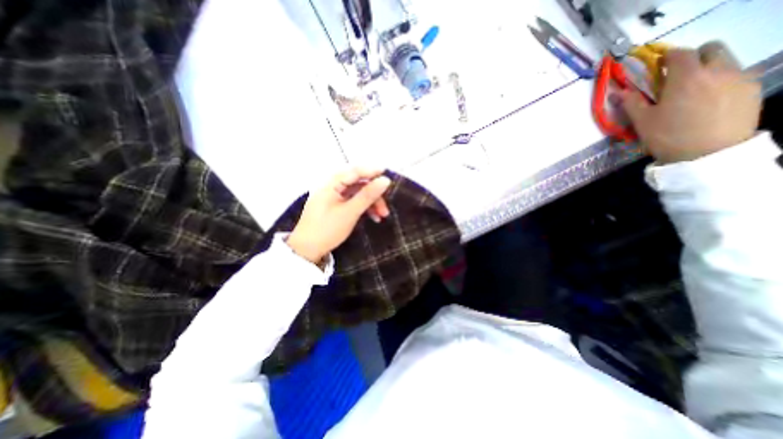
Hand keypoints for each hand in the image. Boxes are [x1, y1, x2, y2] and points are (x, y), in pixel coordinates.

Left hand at [287, 167, 389, 262]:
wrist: (307, 251)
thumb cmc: (327, 229)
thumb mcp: (350, 212)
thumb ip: (368, 195)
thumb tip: (385, 180)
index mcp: (331, 184)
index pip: (355, 171)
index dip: (372, 171)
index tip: (388, 174)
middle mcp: (332, 187)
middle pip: (357, 183)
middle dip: (374, 193)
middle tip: (386, 205)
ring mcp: (333, 197)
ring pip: (357, 194)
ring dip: (371, 202)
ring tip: (382, 215)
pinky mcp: (335, 207)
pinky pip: (353, 202)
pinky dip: (364, 208)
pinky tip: (373, 217)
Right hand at [621, 42, 761, 161]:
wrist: (708, 154)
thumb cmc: (668, 136)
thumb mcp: (643, 121)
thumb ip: (631, 102)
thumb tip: (617, 92)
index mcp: (687, 77)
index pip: (679, 54)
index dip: (666, 57)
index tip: (657, 67)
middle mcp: (718, 70)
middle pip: (710, 49)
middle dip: (693, 57)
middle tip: (677, 76)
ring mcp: (739, 78)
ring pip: (726, 60)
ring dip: (708, 68)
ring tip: (693, 90)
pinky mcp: (752, 89)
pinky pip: (736, 74)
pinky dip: (721, 80)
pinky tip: (709, 100)